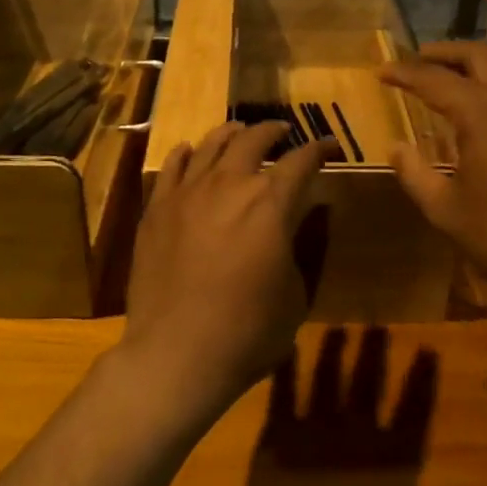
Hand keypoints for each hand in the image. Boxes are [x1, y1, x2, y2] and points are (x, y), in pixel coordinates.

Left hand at [118, 121, 334, 421]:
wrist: (176, 354)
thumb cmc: (247, 332)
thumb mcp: (294, 293)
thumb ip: (298, 246)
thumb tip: (297, 220)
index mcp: (271, 203)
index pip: (301, 161)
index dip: (319, 148)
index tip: (329, 145)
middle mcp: (230, 185)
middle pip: (253, 140)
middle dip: (274, 131)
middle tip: (284, 131)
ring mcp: (188, 193)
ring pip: (211, 145)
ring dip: (231, 133)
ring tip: (239, 131)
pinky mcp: (157, 209)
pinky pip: (172, 167)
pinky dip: (186, 153)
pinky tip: (190, 151)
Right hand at [380, 42, 486, 307]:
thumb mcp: (446, 212)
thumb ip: (415, 174)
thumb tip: (396, 147)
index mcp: (484, 113)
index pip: (434, 79)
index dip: (404, 73)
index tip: (383, 72)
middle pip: (479, 54)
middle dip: (444, 52)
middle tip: (420, 58)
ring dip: (480, 64)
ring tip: (459, 78)